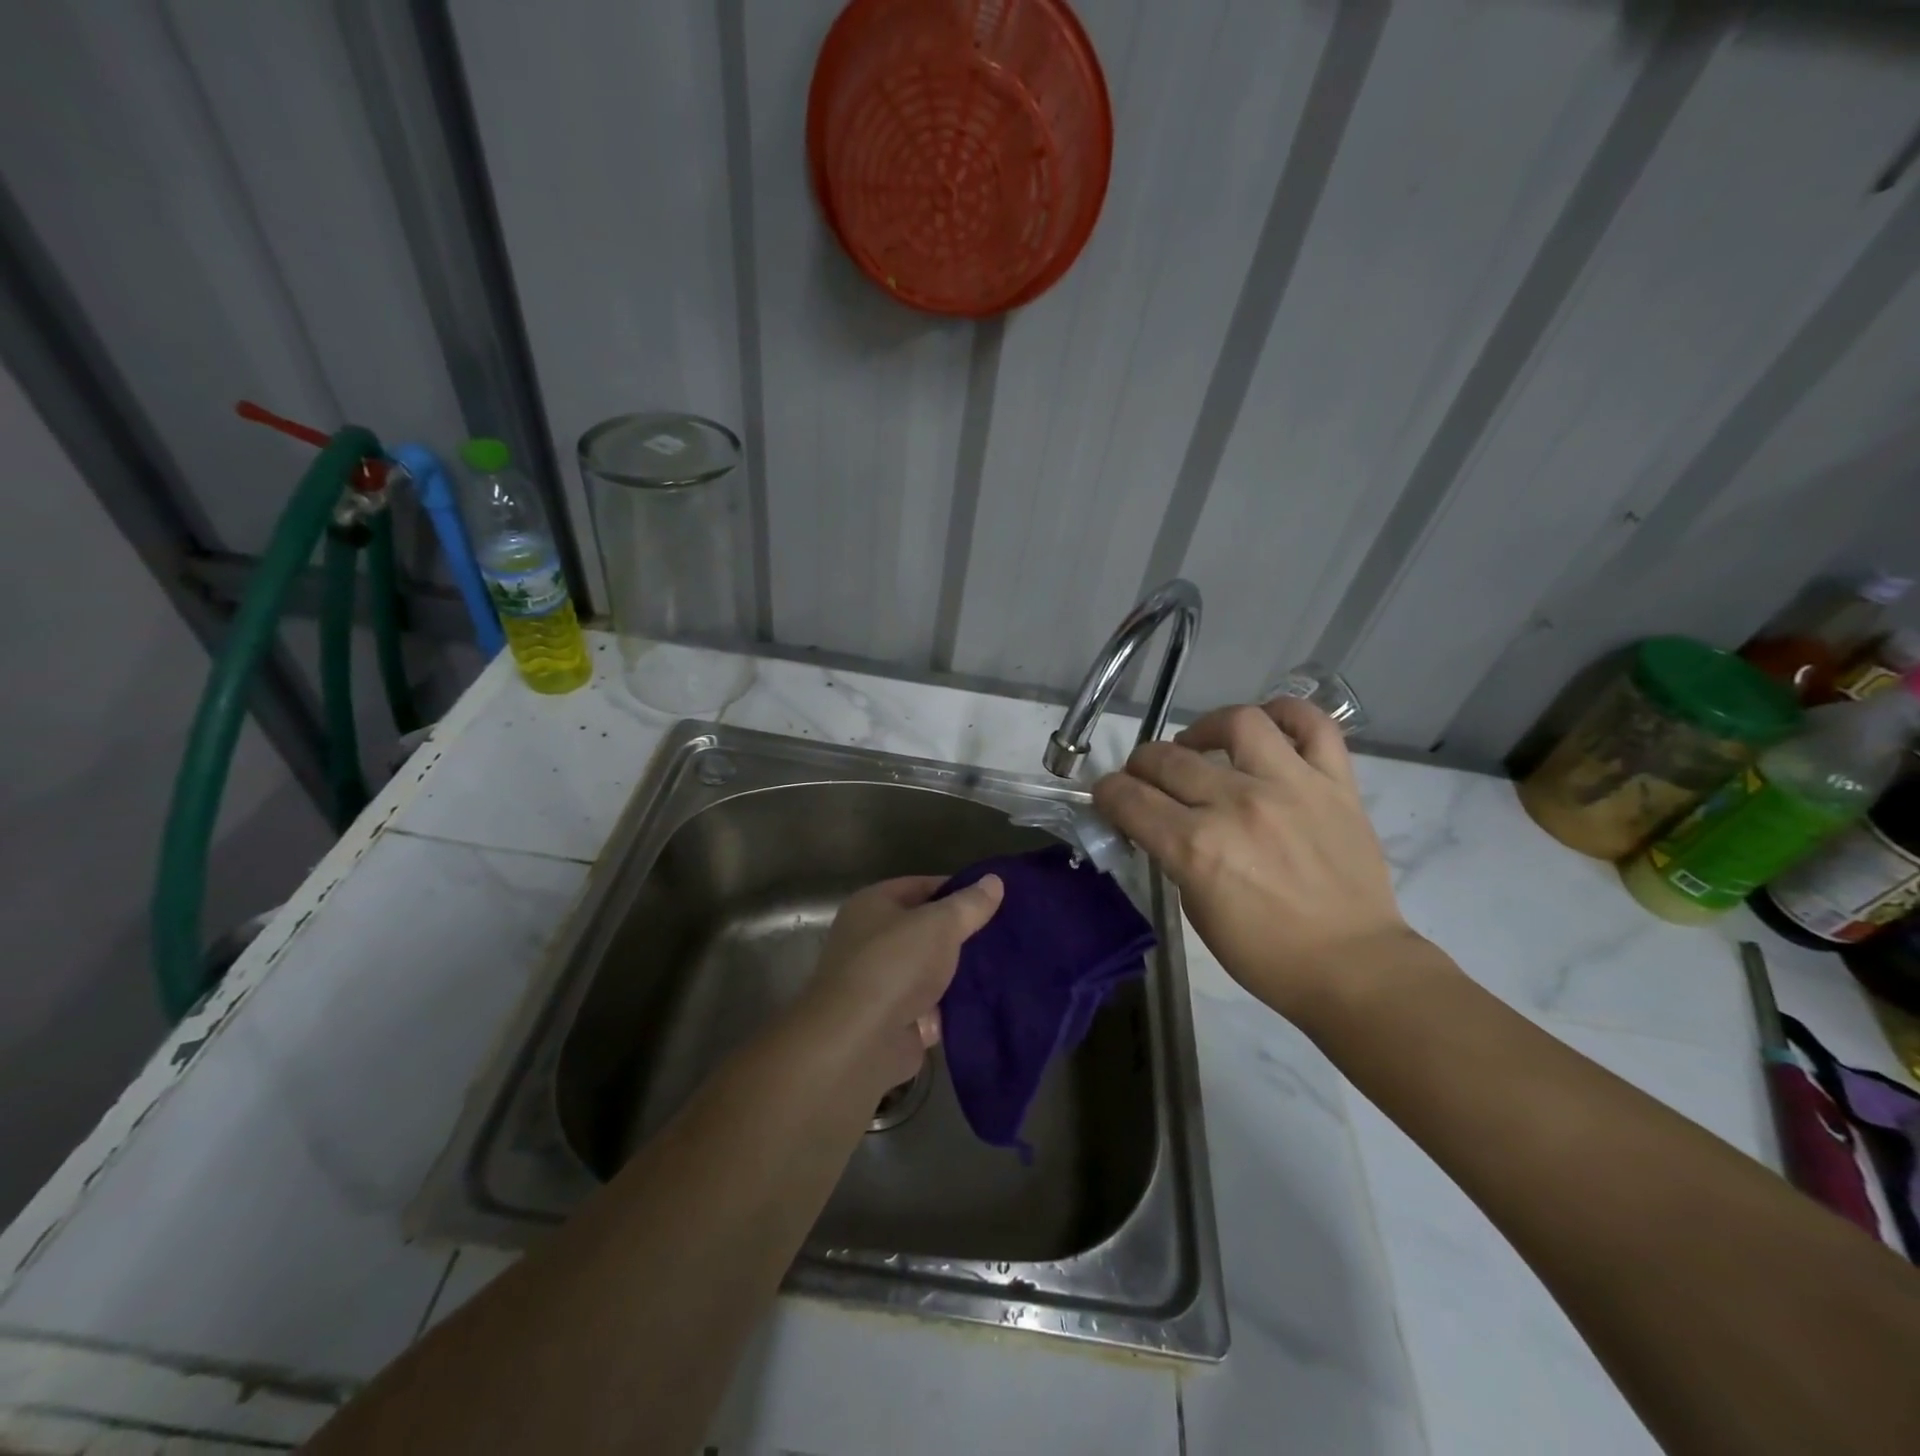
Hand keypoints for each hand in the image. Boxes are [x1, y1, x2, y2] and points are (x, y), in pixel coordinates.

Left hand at [798, 874, 1004, 1094]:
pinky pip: (932, 1006)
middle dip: (961, 933)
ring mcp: (881, 983)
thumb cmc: (895, 965)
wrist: (860, 1042)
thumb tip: (994, 880)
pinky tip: (989, 1002)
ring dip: (959, 973)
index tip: (994, 899)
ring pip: (930, 970)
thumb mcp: (940, 924)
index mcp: (872, 906)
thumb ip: (968, 904)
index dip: (957, 890)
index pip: (921, 886)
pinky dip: (953, 1007)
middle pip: (925, 929)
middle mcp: (871, 940)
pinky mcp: (894, 1020)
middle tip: (1004, 934)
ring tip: (1005, 966)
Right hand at [1092, 697, 1415, 1021]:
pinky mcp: (1335, 783)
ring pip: (1236, 723)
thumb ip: (1174, 855)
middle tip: (1146, 778)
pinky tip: (1266, 727)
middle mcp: (1237, 805)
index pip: (1128, 798)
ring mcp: (1291, 786)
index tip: (1109, 796)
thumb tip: (1160, 822)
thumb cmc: (1265, 953)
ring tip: (1201, 746)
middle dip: (1140, 766)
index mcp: (1196, 847)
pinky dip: (1286, 714)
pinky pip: (1313, 725)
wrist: (1353, 967)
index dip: (1107, 793)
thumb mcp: (1196, 909)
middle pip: (1166, 758)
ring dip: (1203, 728)